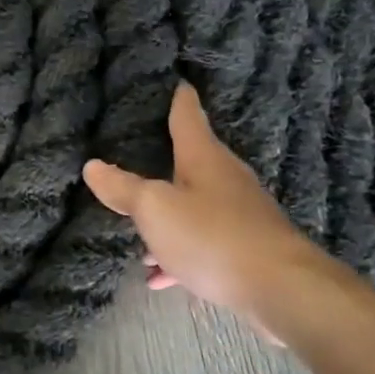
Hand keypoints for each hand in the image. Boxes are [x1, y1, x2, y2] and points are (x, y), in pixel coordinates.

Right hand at [83, 84, 326, 336]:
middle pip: (191, 162)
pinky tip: (158, 275)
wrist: (282, 291)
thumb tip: (92, 165)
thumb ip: (122, 188)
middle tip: (137, 153)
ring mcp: (240, 215)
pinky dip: (178, 252)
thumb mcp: (155, 209)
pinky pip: (202, 243)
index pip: (188, 117)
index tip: (176, 82)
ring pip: (193, 207)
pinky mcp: (246, 249)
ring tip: (136, 230)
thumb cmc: (212, 236)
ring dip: (166, 215)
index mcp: (204, 158)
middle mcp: (226, 180)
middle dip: (165, 159)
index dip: (179, 99)